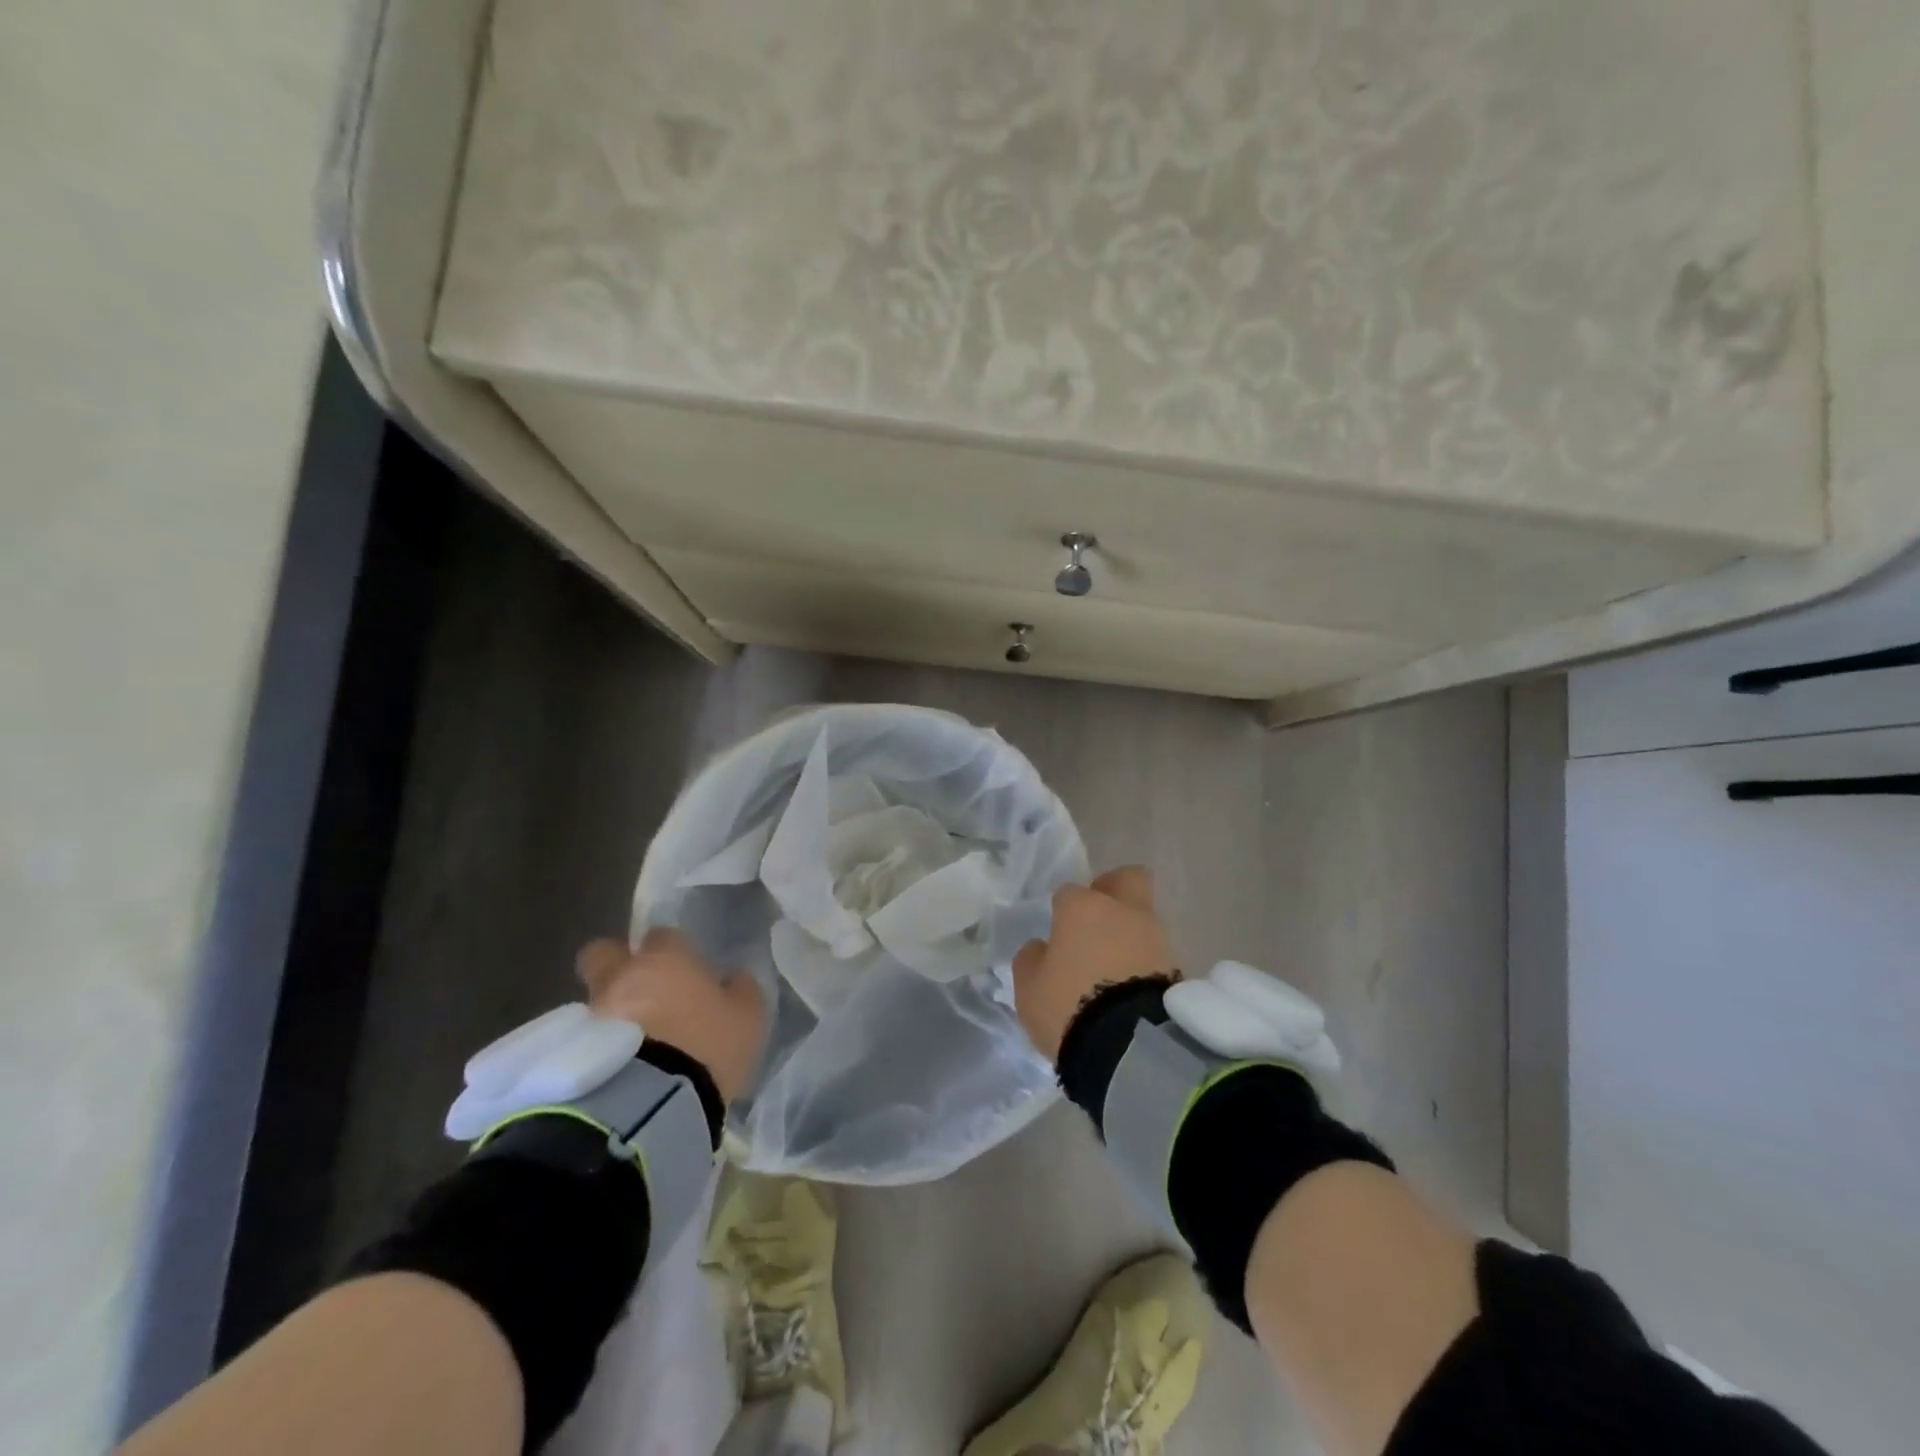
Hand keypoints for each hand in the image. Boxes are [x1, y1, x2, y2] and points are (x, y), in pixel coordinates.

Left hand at [576, 928, 766, 1102]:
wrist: (651, 1103)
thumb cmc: (707, 1045)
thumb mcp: (747, 1017)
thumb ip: (741, 991)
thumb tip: (736, 979)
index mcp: (666, 959)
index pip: (662, 935)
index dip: (670, 949)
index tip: (684, 968)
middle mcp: (623, 977)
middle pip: (603, 952)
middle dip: (616, 964)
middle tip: (640, 988)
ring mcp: (594, 1013)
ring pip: (595, 998)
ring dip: (610, 1010)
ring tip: (633, 1040)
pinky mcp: (573, 1053)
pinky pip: (586, 1037)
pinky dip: (599, 1045)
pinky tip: (620, 1064)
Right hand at [1011, 866, 1177, 1061]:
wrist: (1131, 1046)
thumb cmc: (1069, 1006)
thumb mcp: (1029, 988)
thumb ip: (1032, 959)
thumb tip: (1043, 948)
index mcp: (1082, 907)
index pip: (1068, 893)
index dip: (1061, 911)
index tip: (1057, 935)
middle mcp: (1123, 911)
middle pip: (1127, 879)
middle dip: (1113, 891)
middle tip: (1097, 920)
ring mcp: (1155, 937)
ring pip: (1143, 918)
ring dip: (1129, 933)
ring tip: (1113, 967)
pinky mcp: (1177, 968)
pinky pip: (1154, 952)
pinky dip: (1143, 962)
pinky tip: (1128, 986)